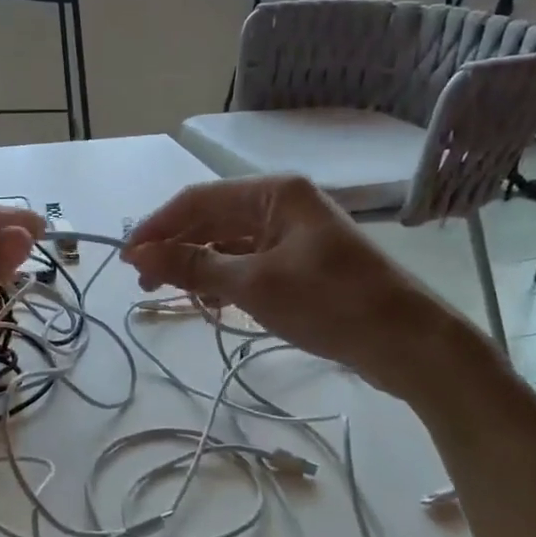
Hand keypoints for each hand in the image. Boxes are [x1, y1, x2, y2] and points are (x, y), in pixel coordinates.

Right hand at [122, 175, 488, 403]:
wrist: (409, 343)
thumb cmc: (330, 303)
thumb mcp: (254, 285)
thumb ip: (194, 266)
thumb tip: (141, 253)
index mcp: (273, 192)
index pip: (198, 200)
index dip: (157, 227)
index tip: (126, 257)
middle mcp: (282, 204)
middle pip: (212, 219)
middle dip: (175, 248)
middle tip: (144, 283)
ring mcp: (294, 234)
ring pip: (229, 243)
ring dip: (198, 266)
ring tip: (172, 296)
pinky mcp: (301, 263)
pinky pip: (249, 262)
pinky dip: (224, 280)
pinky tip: (210, 302)